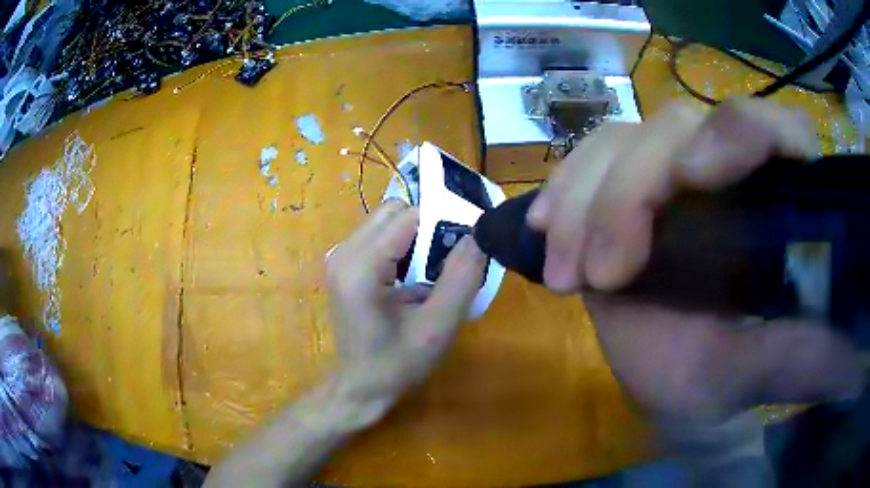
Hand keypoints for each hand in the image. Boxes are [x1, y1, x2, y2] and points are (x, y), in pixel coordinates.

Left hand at [326, 199, 486, 407]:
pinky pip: (378, 236)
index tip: (466, 246)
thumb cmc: (397, 364)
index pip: (409, 215)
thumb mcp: (437, 327)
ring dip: (414, 236)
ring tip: (431, 271)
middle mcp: (344, 252)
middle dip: (427, 226)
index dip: (442, 223)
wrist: (360, 387)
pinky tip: (411, 278)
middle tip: (447, 261)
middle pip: (394, 210)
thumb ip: (461, 278)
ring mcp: (339, 256)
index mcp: (361, 266)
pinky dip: (401, 246)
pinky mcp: (343, 264)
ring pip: (386, 220)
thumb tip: (478, 236)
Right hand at [528, 99, 863, 425]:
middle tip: (601, 278)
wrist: (666, 380)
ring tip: (567, 274)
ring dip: (583, 202)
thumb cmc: (715, 381)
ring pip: (621, 140)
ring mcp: (670, 168)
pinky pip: (586, 159)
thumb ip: (789, 357)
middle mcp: (725, 166)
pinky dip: (562, 192)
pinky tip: (547, 231)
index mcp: (774, 200)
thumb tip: (838, 341)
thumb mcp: (748, 376)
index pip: (769, 127)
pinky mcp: (624, 183)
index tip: (692, 182)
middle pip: (675, 126)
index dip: (735, 134)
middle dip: (629, 194)